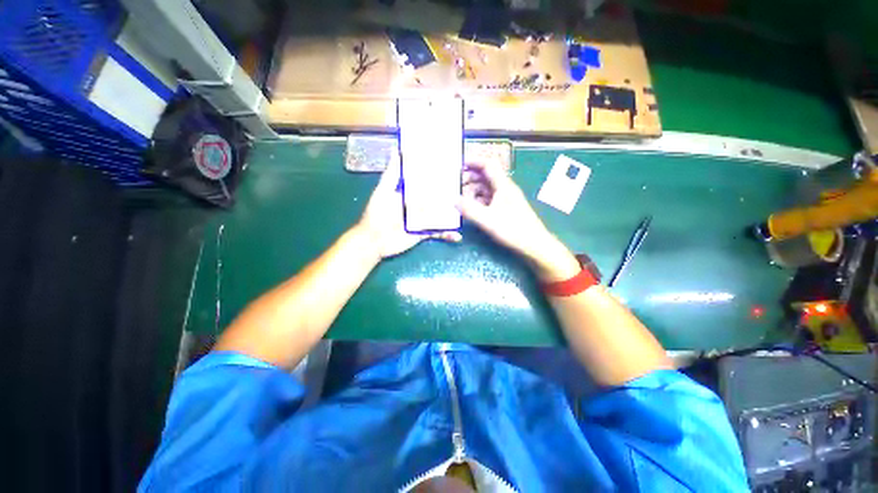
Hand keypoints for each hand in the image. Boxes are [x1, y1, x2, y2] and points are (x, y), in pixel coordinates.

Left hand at [356, 155, 460, 259]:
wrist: (374, 241)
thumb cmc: (377, 214)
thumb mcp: (383, 191)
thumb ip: (391, 174)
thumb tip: (396, 151)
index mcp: (409, 193)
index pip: (426, 182)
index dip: (437, 175)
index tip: (452, 167)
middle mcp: (418, 205)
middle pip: (437, 198)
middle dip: (450, 194)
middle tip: (468, 189)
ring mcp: (422, 219)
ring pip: (441, 214)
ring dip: (453, 214)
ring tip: (467, 211)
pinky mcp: (424, 233)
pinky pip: (438, 232)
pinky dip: (448, 234)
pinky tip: (457, 236)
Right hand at [458, 161, 578, 280]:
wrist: (534, 245)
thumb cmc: (514, 230)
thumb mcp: (488, 220)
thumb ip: (470, 210)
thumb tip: (453, 200)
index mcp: (503, 186)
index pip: (488, 165)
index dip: (474, 161)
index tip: (459, 165)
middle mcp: (505, 189)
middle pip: (486, 176)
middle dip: (470, 178)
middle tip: (456, 184)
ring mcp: (506, 199)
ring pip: (487, 188)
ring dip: (474, 190)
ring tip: (461, 198)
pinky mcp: (506, 209)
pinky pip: (490, 199)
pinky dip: (479, 200)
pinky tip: (471, 208)